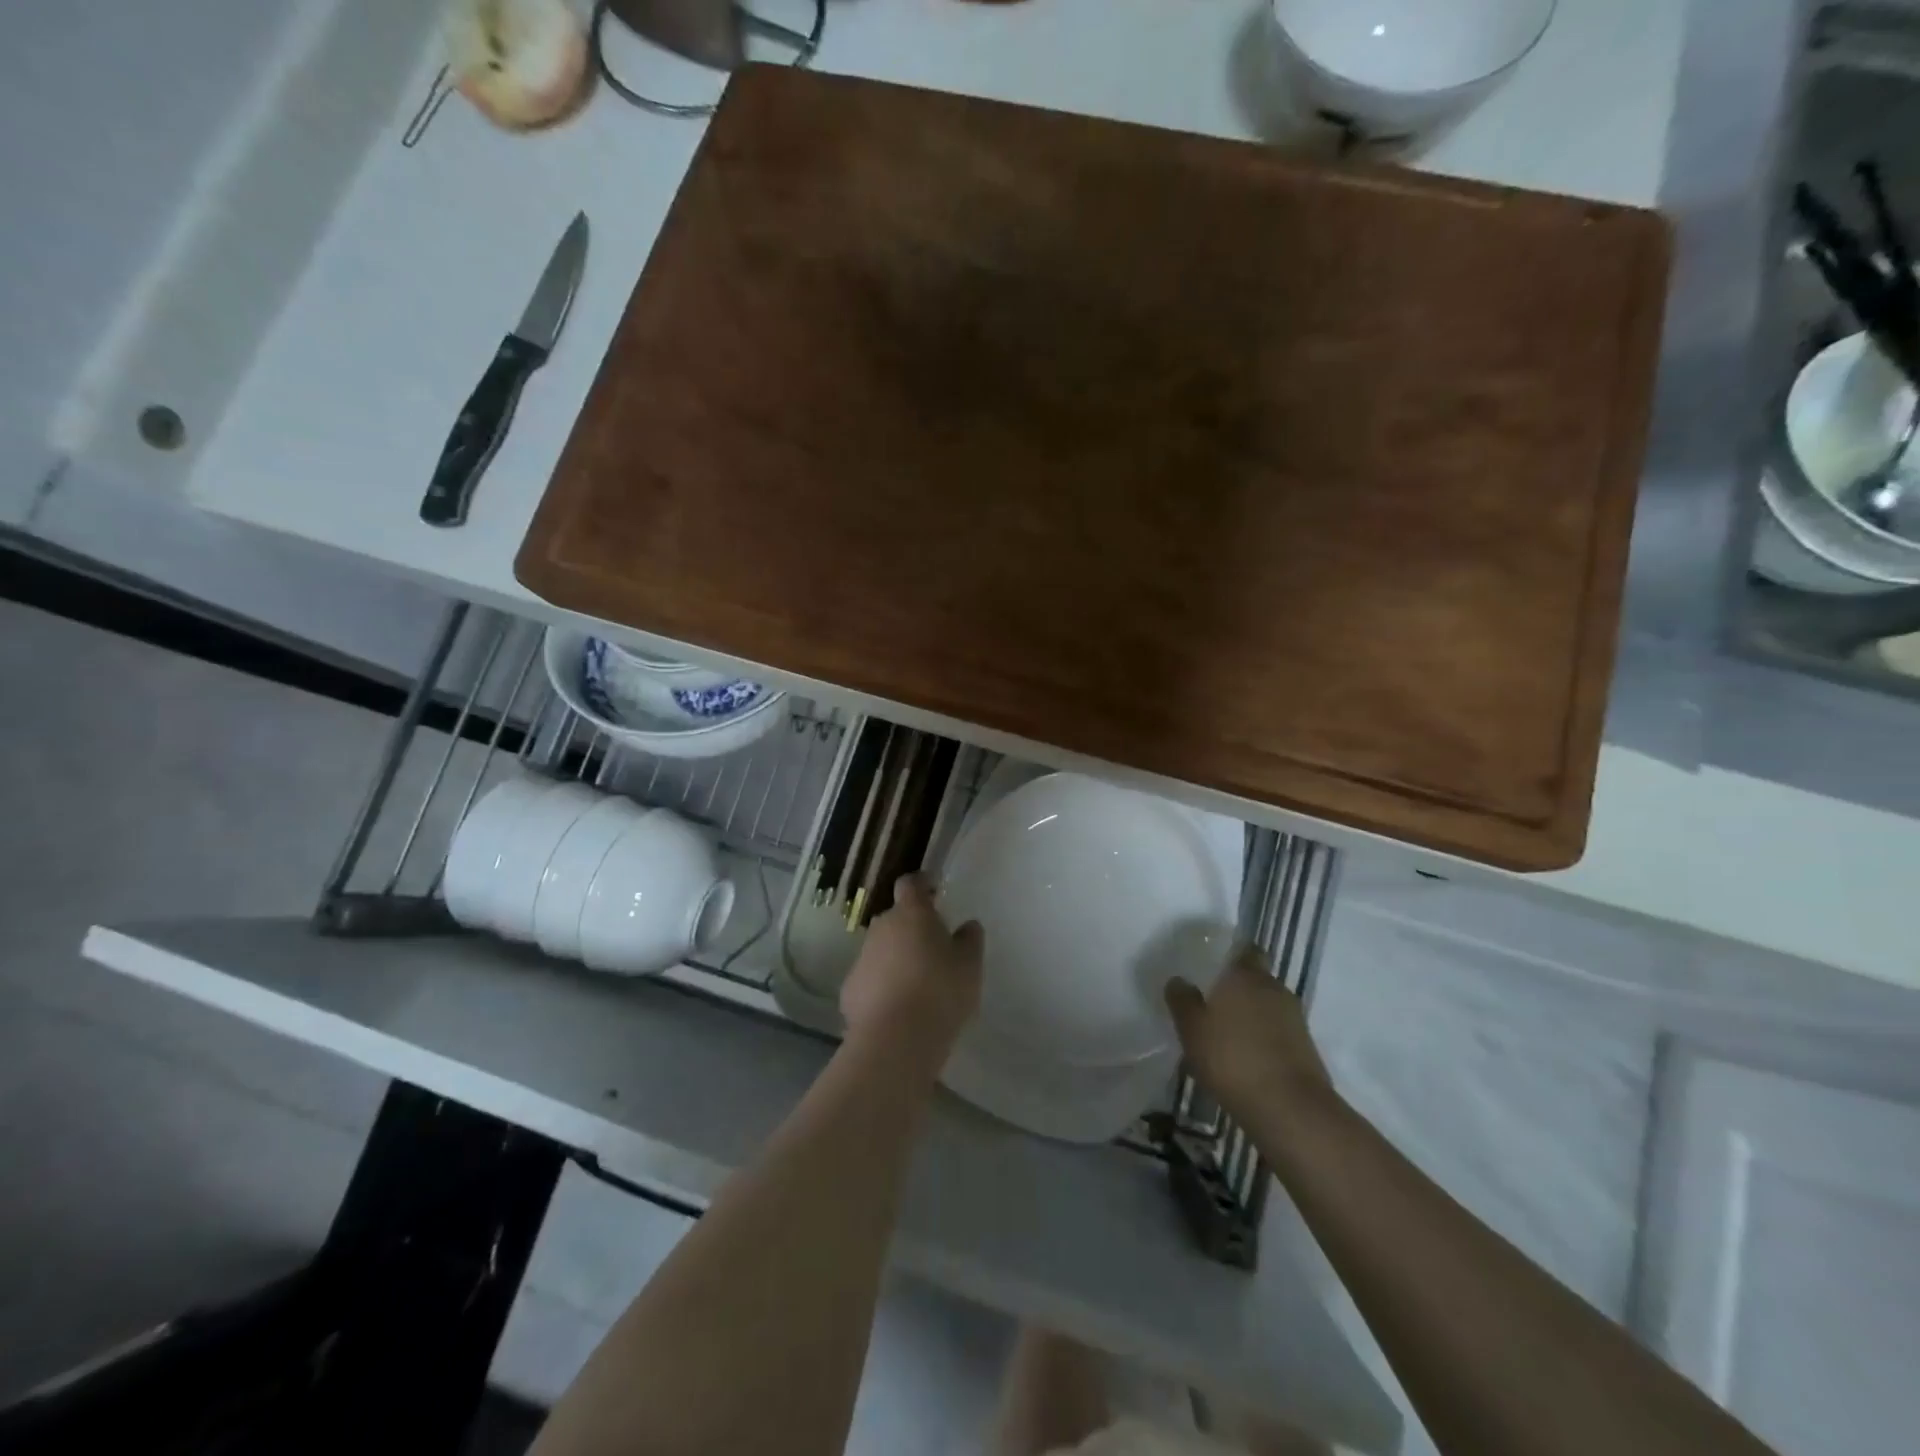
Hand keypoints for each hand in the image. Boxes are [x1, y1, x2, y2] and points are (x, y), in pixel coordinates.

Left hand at [840, 874, 982, 1065]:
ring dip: (896, 958)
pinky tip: (898, 1009)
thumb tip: (968, 925)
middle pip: (896, 918)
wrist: (896, 1039)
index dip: (921, 884)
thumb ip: (970, 940)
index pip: (911, 884)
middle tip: (933, 949)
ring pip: (882, 949)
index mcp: (912, 914)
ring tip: (917, 985)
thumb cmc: (940, 992)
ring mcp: (862, 958)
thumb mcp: (970, 965)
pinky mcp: (850, 989)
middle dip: (911, 928)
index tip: (933, 890)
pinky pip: (871, 978)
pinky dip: (882, 986)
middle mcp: (882, 928)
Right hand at [1165, 949, 1334, 1123]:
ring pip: (1269, 1007)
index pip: (1245, 950)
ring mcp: (1295, 1019)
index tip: (1214, 967)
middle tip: (1214, 1004)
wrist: (1289, 1109)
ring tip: (1229, 1036)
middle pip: (1257, 979)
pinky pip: (1279, 1033)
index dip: (1232, 956)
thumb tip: (1178, 980)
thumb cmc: (1232, 1058)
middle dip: (1239, 989)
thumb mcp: (1192, 1029)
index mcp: (1246, 975)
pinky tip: (1247, 1059)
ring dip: (1252, 1016)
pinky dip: (1265, 1040)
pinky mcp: (1306, 1048)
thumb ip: (1182, 1000)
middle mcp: (1274, 988)